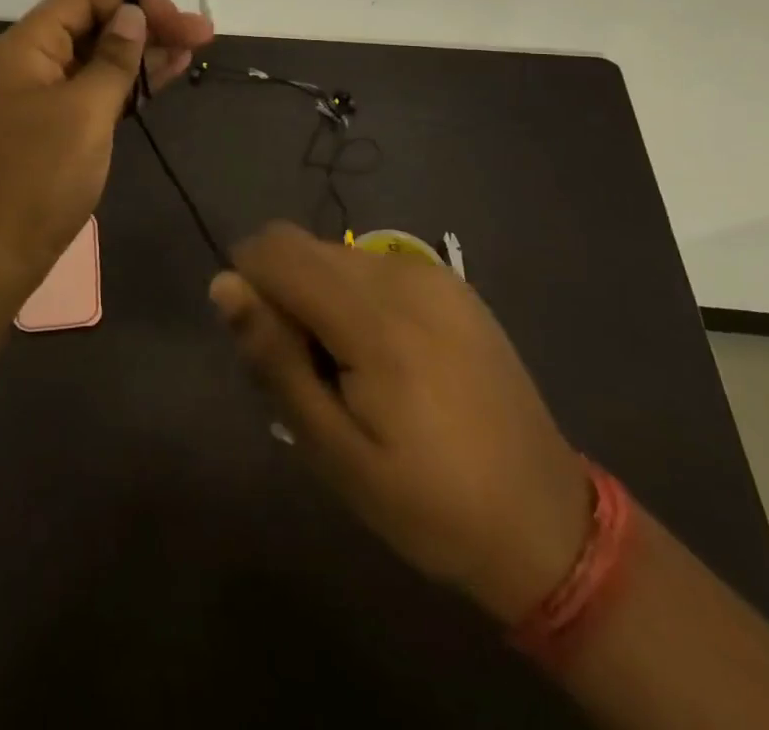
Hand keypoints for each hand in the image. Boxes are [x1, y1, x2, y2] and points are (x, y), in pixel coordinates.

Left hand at [0, 0, 213, 288]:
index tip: (177, 19)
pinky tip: (162, 81)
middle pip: (93, 28)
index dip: (132, 2)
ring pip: (96, 63)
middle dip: (148, 28)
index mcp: (26, 46)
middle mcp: (29, 64)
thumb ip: (113, 58)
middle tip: (202, 34)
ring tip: (193, 52)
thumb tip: (132, 13)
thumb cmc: (38, 176)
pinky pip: (91, 94)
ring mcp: (38, 100)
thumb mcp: (85, 110)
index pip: (83, 0)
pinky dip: (126, 87)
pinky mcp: (50, 131)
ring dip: (143, 56)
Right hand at [210, 223, 592, 622]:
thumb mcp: (334, 451)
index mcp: (373, 318)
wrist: (546, 522)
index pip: (273, 250)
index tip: (267, 350)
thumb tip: (223, 284)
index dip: (249, 288)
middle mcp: (401, 274)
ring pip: (334, 253)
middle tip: (308, 372)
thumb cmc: (428, 504)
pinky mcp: (451, 282)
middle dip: (281, 294)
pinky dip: (354, 297)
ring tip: (348, 370)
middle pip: (300, 246)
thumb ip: (275, 358)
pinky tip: (386, 359)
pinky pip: (373, 266)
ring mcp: (432, 273)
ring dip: (317, 295)